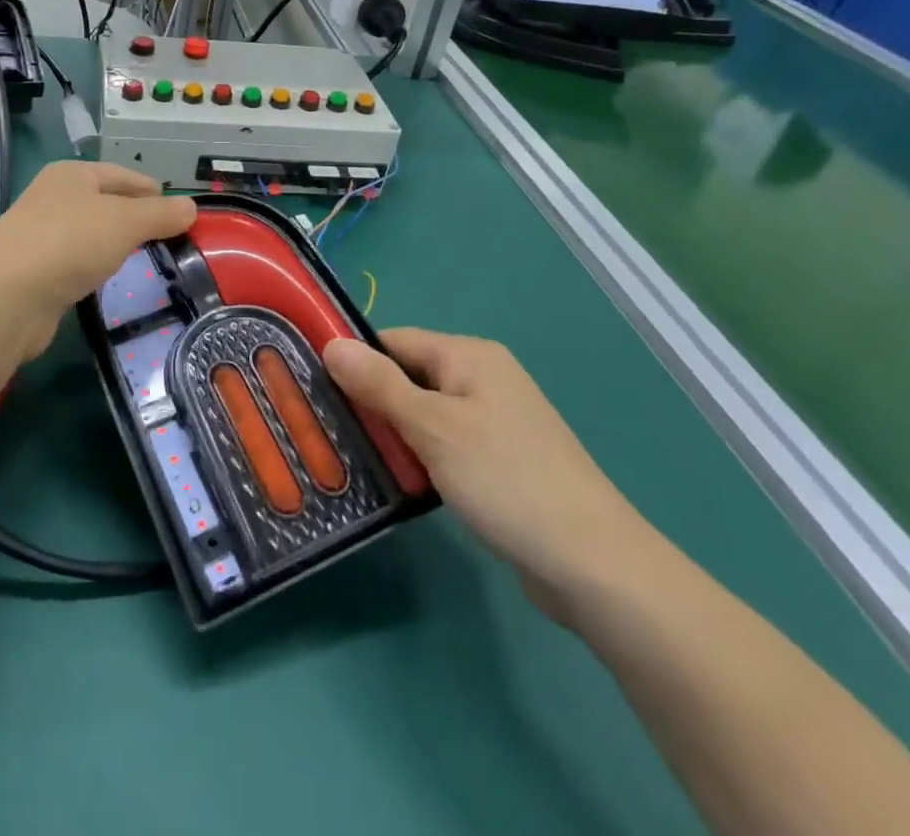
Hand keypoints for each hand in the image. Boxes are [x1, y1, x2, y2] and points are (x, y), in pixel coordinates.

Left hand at [0, 162, 196, 359]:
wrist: (6, 296)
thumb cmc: (70, 242)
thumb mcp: (126, 221)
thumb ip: (160, 214)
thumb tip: (192, 207)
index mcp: (72, 174)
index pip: (122, 175)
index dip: (153, 191)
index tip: (181, 212)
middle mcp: (53, 198)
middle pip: (106, 204)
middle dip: (136, 219)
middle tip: (170, 240)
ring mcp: (40, 236)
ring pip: (90, 235)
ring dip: (115, 246)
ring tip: (147, 261)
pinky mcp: (35, 273)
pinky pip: (76, 264)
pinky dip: (95, 269)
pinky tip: (110, 282)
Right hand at [325, 329, 657, 619]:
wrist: (595, 566)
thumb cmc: (507, 481)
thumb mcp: (434, 428)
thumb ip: (380, 385)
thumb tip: (332, 343)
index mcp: (470, 357)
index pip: (395, 341)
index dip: (355, 360)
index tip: (314, 387)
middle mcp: (483, 380)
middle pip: (408, 376)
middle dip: (370, 400)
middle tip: (326, 428)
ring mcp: (494, 422)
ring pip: (423, 414)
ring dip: (392, 433)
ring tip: (350, 455)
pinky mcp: (499, 462)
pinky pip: (444, 444)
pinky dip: (419, 456)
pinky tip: (396, 480)